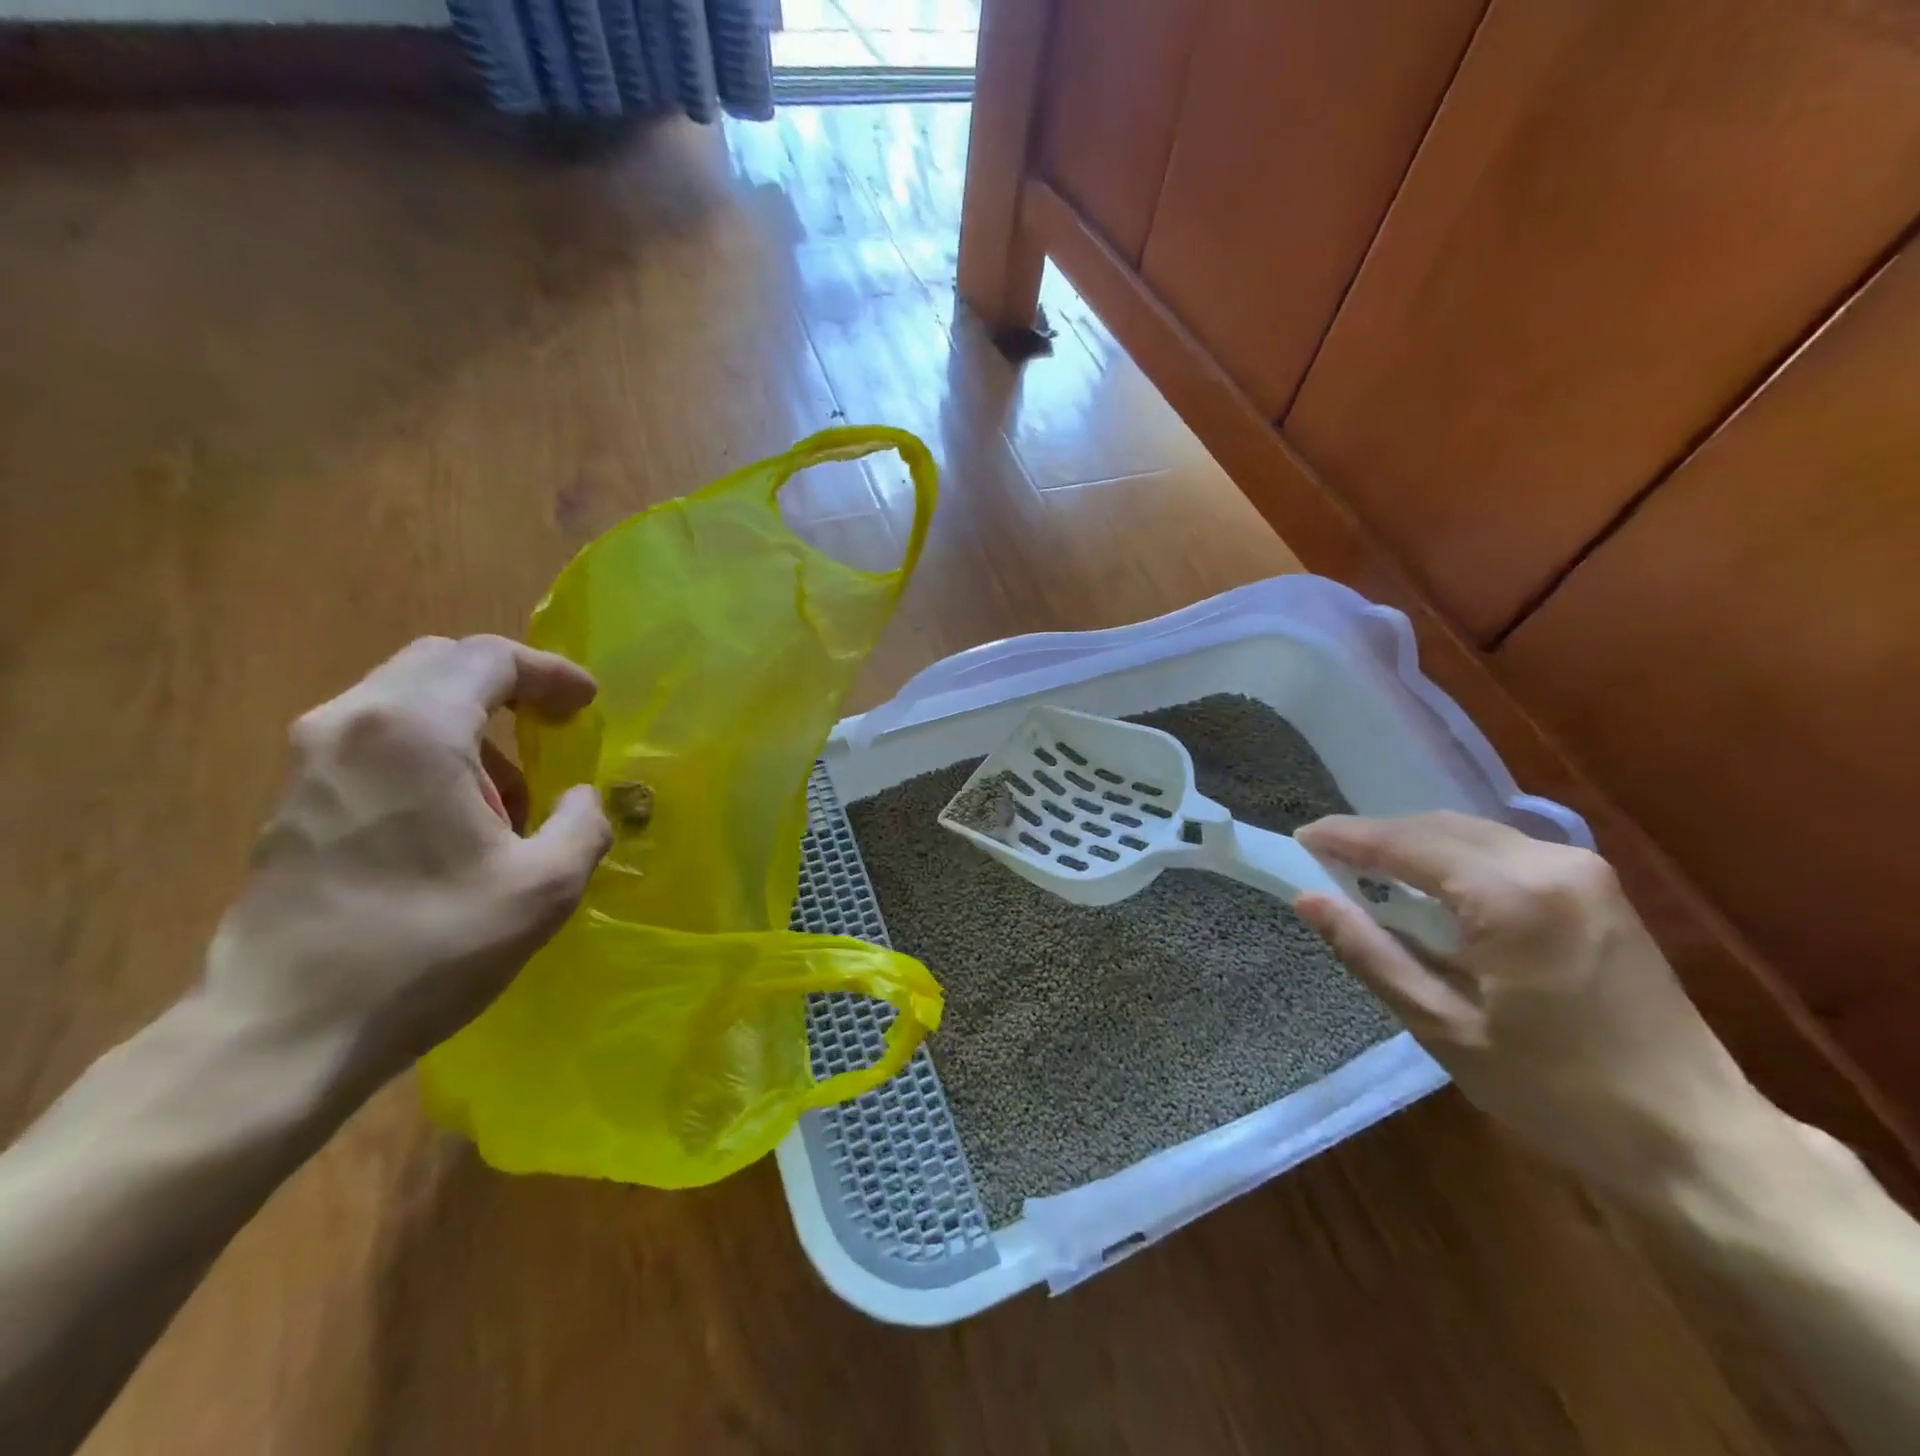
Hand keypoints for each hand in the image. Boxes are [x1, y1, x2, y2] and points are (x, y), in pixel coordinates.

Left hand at [201, 635, 611, 1090]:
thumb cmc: (429, 946)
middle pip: (440, 665)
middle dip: (508, 688)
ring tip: (510, 794)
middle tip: (554, 727)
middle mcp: (352, 723)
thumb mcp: (546, 887)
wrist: (285, 1030)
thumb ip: (585, 824)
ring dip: (470, 726)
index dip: (550, 673)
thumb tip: (581, 798)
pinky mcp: (293, 799)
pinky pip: (375, 740)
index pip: (489, 658)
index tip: (588, 704)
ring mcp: (310, 760)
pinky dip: (430, 753)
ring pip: (405, 701)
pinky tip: (455, 819)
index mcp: (415, 729)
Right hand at [1293, 812, 1779, 1204]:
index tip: (1299, 839)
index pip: (1405, 844)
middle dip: (1376, 837)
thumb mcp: (1443, 1027)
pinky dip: (1452, 855)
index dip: (1346, 838)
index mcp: (1511, 898)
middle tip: (1324, 857)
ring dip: (1413, 843)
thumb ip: (1369, 952)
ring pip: (1470, 831)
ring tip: (1365, 869)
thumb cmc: (1558, 1091)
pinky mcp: (1597, 887)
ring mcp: (1582, 871)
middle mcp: (1550, 864)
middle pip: (1438, 826)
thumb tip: (1308, 899)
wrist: (1697, 1139)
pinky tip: (1428, 882)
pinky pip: (1502, 849)